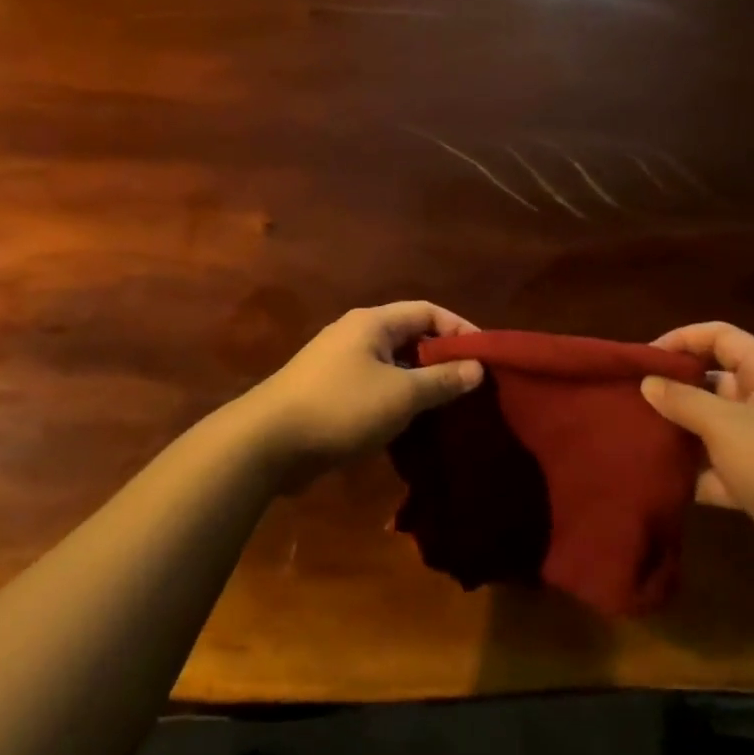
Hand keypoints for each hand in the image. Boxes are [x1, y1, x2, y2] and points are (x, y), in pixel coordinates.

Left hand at [246, 302, 483, 480]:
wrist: (267, 442)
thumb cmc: (341, 408)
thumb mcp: (401, 395)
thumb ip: (442, 380)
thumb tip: (477, 368)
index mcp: (373, 322)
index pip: (427, 312)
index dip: (460, 329)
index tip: (486, 358)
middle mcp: (356, 334)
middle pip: (410, 336)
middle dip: (441, 359)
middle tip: (471, 387)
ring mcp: (339, 362)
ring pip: (392, 365)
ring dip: (419, 383)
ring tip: (447, 408)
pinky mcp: (329, 391)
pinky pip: (374, 386)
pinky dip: (396, 399)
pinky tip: (410, 425)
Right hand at [642, 323, 753, 596]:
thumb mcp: (728, 426)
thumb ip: (684, 401)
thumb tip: (648, 382)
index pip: (723, 338)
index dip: (683, 339)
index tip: (645, 358)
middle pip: (714, 382)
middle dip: (674, 389)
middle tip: (631, 398)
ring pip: (713, 428)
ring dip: (679, 432)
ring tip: (635, 435)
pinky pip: (718, 469)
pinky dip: (693, 473)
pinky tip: (659, 478)